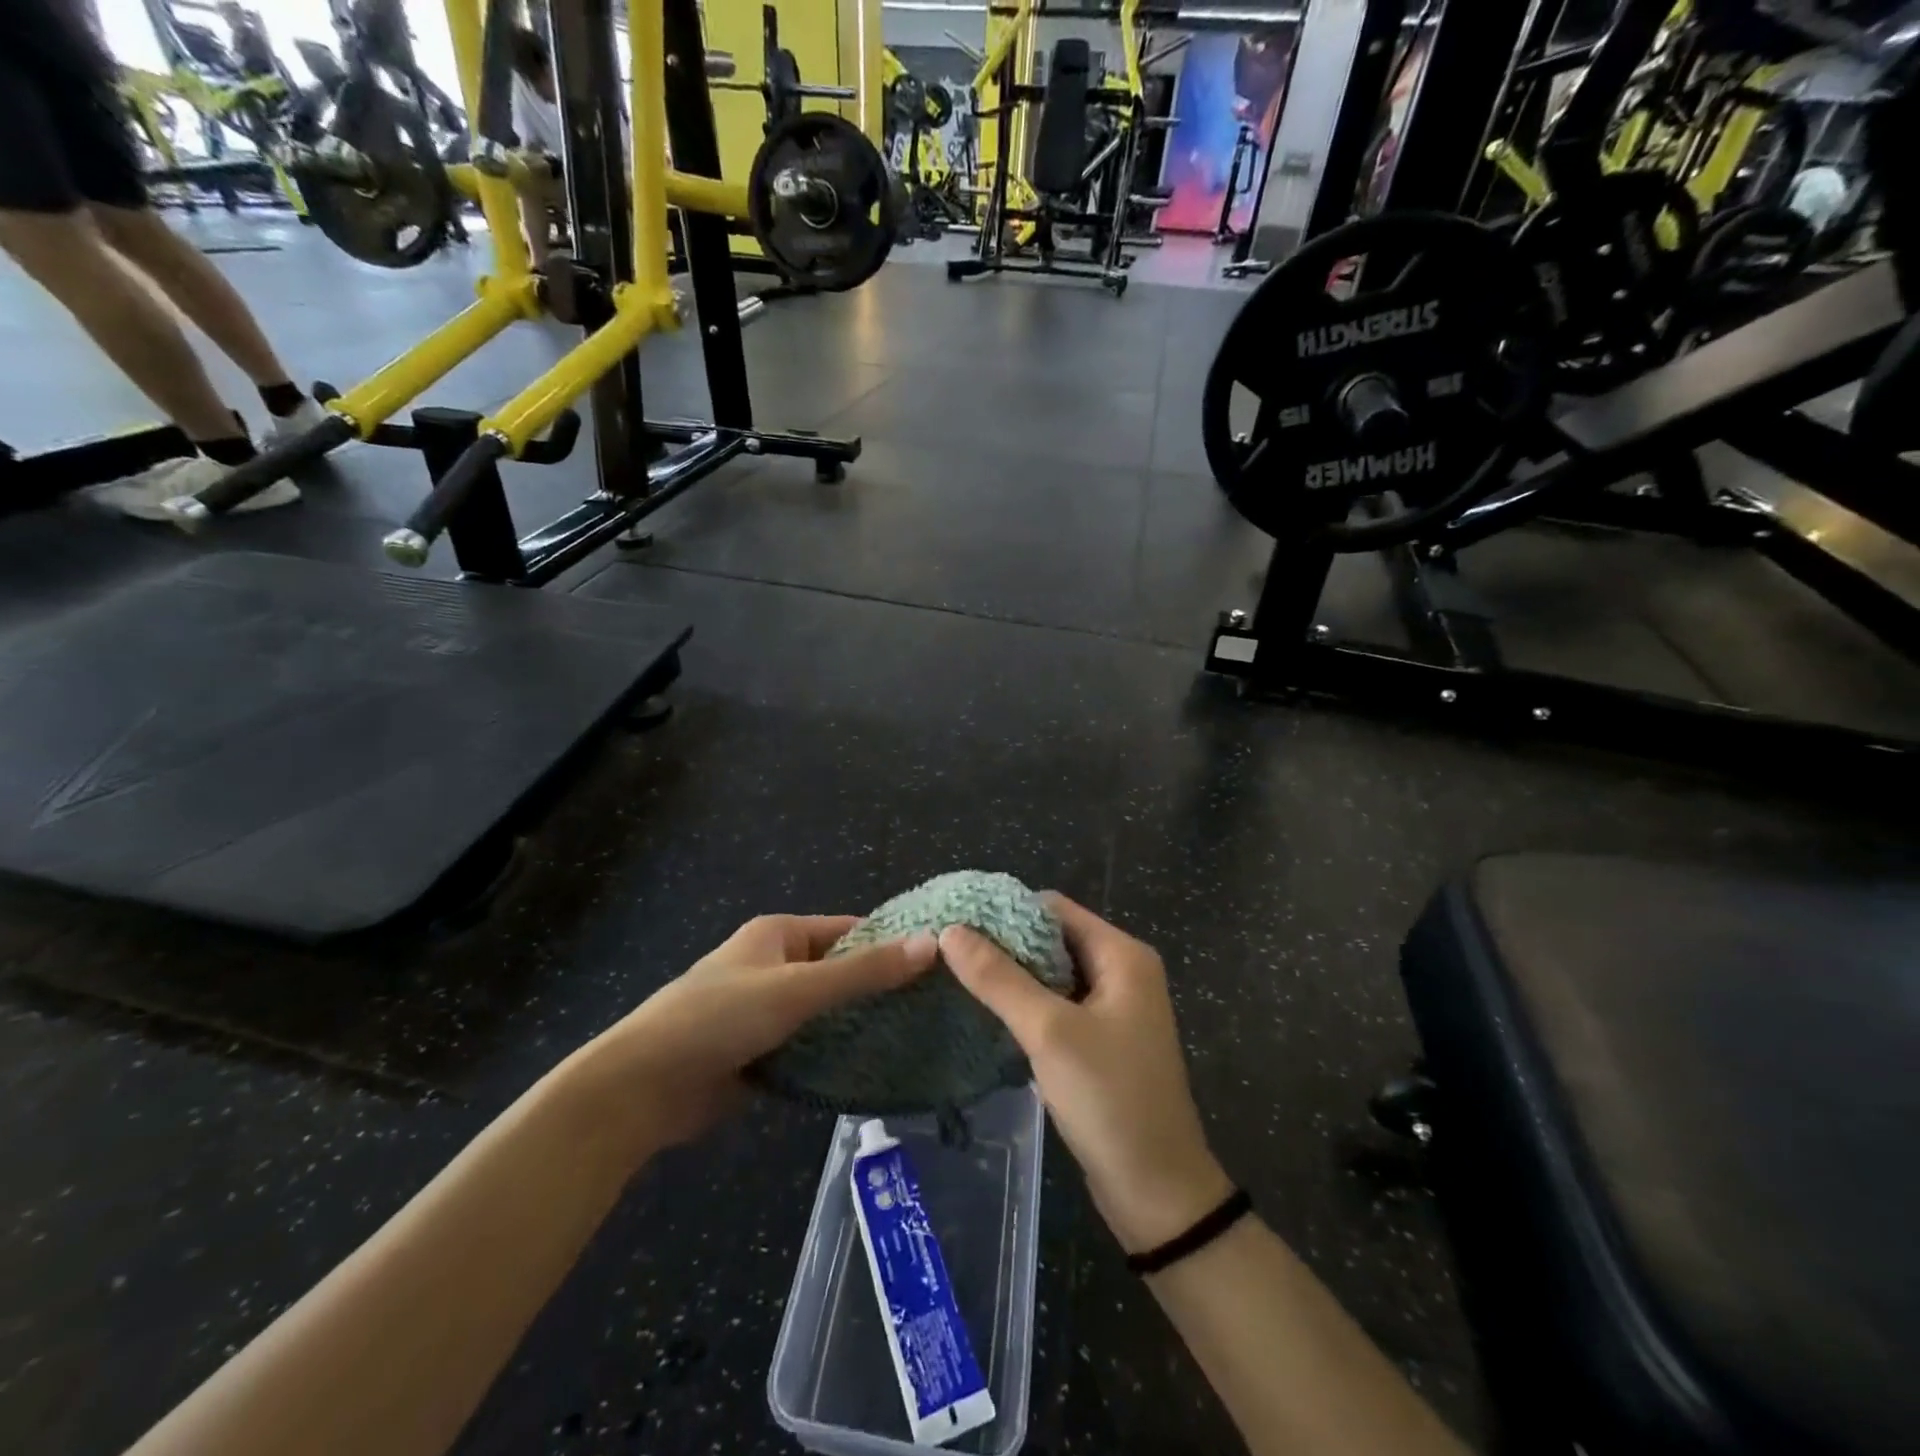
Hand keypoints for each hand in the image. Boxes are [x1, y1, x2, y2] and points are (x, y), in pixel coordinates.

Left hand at [586, 916, 936, 1149]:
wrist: (641, 1090)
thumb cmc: (719, 1018)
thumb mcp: (796, 989)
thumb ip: (864, 972)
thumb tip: (933, 944)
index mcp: (780, 934)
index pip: (850, 930)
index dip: (892, 943)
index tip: (941, 964)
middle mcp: (777, 966)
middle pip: (842, 972)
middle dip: (882, 989)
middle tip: (938, 1009)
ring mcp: (769, 1012)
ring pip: (829, 1014)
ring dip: (862, 1026)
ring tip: (922, 1039)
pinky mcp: (764, 1053)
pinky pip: (812, 1048)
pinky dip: (838, 1056)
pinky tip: (879, 1069)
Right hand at [941, 897, 1231, 1254]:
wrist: (1157, 1191)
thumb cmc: (1109, 1099)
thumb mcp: (1049, 1032)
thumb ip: (999, 979)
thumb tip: (951, 931)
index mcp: (1122, 955)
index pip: (1055, 908)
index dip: (1007, 911)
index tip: (957, 921)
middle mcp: (1123, 972)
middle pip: (1053, 939)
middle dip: (1005, 944)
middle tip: (949, 951)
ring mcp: (1114, 1008)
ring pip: (1053, 974)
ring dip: (1013, 976)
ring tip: (958, 976)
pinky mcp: (1103, 1041)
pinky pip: (1058, 1006)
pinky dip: (1027, 1005)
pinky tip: (988, 1013)